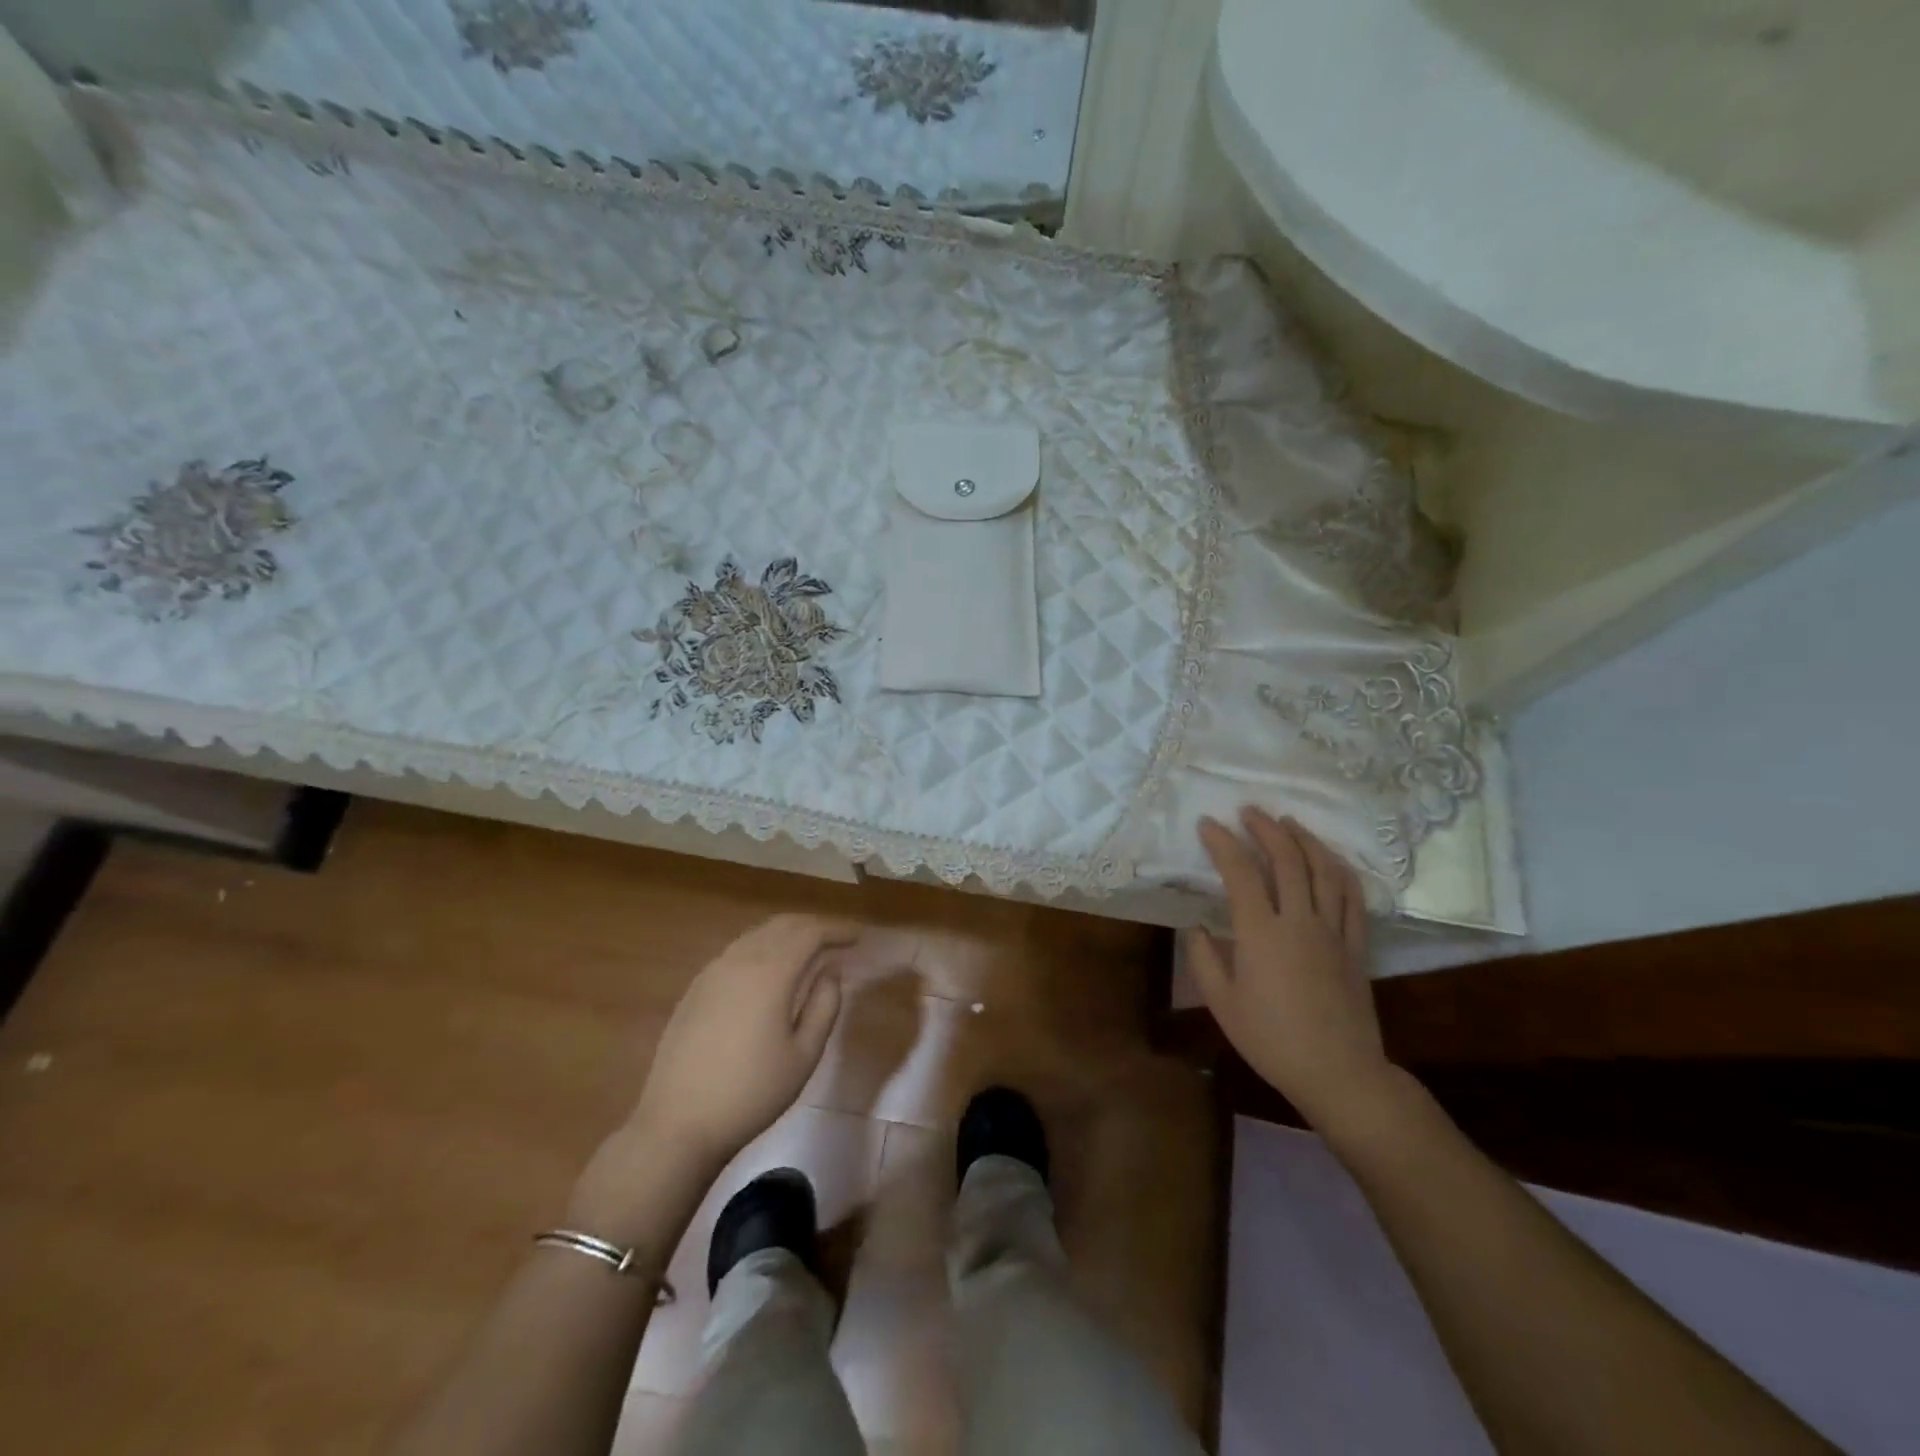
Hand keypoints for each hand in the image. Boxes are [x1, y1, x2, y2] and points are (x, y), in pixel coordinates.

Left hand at [628, 914, 851, 1167]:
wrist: (678, 1123)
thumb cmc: (751, 1092)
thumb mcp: (804, 1055)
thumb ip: (825, 1006)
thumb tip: (830, 972)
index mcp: (771, 972)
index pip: (810, 933)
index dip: (837, 930)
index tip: (857, 937)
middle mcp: (740, 959)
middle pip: (782, 925)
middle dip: (813, 926)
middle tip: (836, 940)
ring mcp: (712, 971)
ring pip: (757, 934)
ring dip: (786, 935)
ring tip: (807, 952)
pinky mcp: (696, 988)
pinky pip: (737, 951)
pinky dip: (762, 948)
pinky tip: (769, 971)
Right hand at [1191, 808, 1392, 1127]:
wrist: (1338, 1073)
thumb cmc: (1271, 1040)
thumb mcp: (1222, 1004)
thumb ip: (1204, 959)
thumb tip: (1197, 926)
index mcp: (1261, 933)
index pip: (1240, 873)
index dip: (1222, 843)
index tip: (1208, 825)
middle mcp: (1299, 921)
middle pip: (1286, 860)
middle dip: (1266, 828)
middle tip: (1249, 811)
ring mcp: (1332, 930)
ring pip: (1323, 870)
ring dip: (1304, 839)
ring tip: (1287, 822)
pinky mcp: (1356, 944)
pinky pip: (1352, 896)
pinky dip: (1339, 868)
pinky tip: (1329, 858)